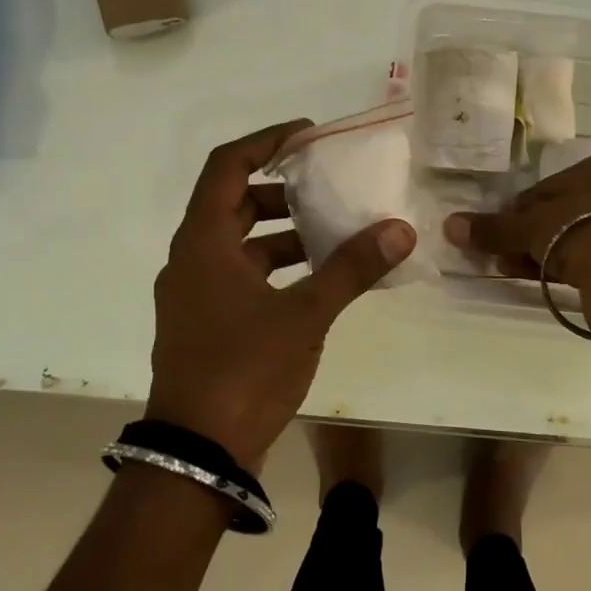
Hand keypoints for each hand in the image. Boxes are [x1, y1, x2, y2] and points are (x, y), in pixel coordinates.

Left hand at [147, 119, 416, 468]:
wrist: (198, 455)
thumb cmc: (244, 370)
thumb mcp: (305, 314)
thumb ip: (352, 268)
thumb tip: (400, 229)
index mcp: (202, 243)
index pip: (227, 166)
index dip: (266, 141)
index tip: (308, 135)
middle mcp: (191, 259)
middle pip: (234, 202)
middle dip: (282, 189)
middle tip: (328, 185)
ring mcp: (195, 294)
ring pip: (240, 242)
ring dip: (283, 232)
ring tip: (334, 233)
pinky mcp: (205, 322)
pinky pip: (241, 274)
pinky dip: (276, 266)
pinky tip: (317, 280)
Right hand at [443, 151, 590, 291]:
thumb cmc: (577, 229)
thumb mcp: (528, 227)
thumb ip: (492, 227)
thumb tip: (449, 225)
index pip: (548, 186)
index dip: (520, 210)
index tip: (503, 231)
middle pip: (564, 211)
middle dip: (532, 234)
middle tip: (505, 255)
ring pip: (578, 235)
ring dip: (546, 252)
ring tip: (516, 269)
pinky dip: (569, 265)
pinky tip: (544, 279)